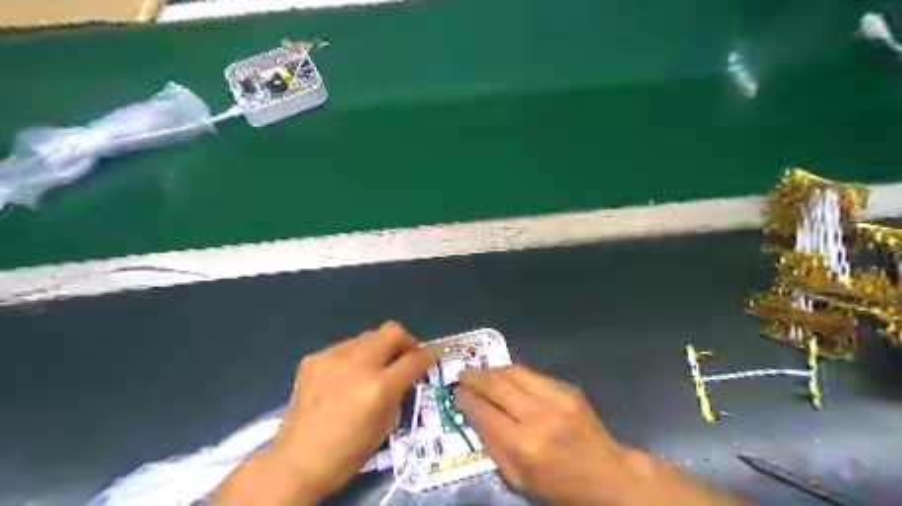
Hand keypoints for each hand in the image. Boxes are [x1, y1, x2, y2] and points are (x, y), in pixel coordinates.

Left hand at [211, 322, 436, 502]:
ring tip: (372, 368)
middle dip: (405, 341)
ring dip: (378, 349)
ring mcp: (332, 358)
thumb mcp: (384, 429)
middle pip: (392, 331)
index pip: (414, 359)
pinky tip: (346, 377)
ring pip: (368, 336)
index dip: (429, 355)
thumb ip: (398, 394)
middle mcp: (357, 365)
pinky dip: (354, 357)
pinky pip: (345, 347)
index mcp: (377, 388)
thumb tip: (406, 375)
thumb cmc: (345, 455)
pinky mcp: (314, 359)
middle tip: (404, 356)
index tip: (434, 354)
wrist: (293, 462)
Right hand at [460, 366, 747, 505]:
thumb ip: (492, 442)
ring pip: (514, 371)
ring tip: (480, 372)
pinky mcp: (568, 388)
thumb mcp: (517, 477)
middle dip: (475, 376)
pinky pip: (532, 374)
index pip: (485, 411)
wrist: (607, 474)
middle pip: (497, 384)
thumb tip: (472, 410)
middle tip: (462, 374)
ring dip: (492, 370)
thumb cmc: (558, 484)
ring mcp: (556, 398)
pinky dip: (513, 373)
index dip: (467, 398)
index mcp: (524, 445)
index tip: (456, 392)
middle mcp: (539, 415)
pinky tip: (505, 377)